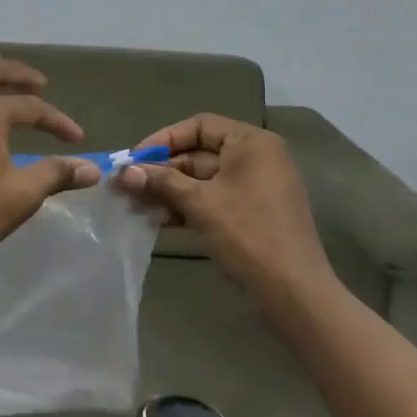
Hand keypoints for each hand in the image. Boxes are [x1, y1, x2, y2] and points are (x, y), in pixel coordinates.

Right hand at [118, 113, 336, 304]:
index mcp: (252, 143)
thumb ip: (161, 182)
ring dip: (168, 192)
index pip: (199, 126)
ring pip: (202, 181)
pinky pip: (213, 200)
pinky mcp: (252, 213)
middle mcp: (257, 158)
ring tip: (134, 207)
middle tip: (126, 187)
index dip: (163, 140)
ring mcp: (256, 187)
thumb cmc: (247, 234)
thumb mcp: (199, 203)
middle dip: (161, 172)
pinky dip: (186, 207)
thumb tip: (123, 172)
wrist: (293, 290)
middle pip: (199, 154)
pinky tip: (156, 221)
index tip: (134, 159)